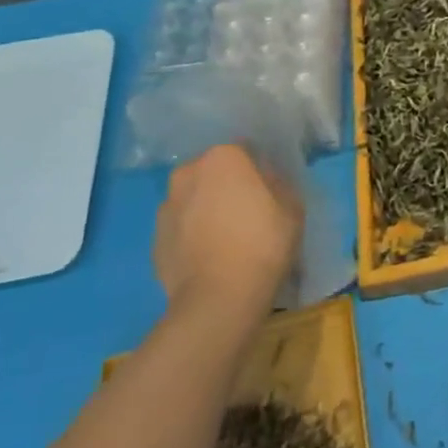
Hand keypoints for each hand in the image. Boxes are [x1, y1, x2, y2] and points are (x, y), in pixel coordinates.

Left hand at [154, 144, 299, 318]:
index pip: (244, 149)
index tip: (268, 189)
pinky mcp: (155, 239)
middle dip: (227, 185)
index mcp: (223, 157)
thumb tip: (265, 178)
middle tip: (247, 210)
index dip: (258, 168)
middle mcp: (188, 173)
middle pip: (213, 172)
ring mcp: (166, 206)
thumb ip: (278, 182)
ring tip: (226, 237)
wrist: (219, 298)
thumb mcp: (292, 207)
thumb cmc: (263, 243)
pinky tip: (210, 256)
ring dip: (206, 208)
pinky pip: (181, 227)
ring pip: (193, 198)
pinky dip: (192, 234)